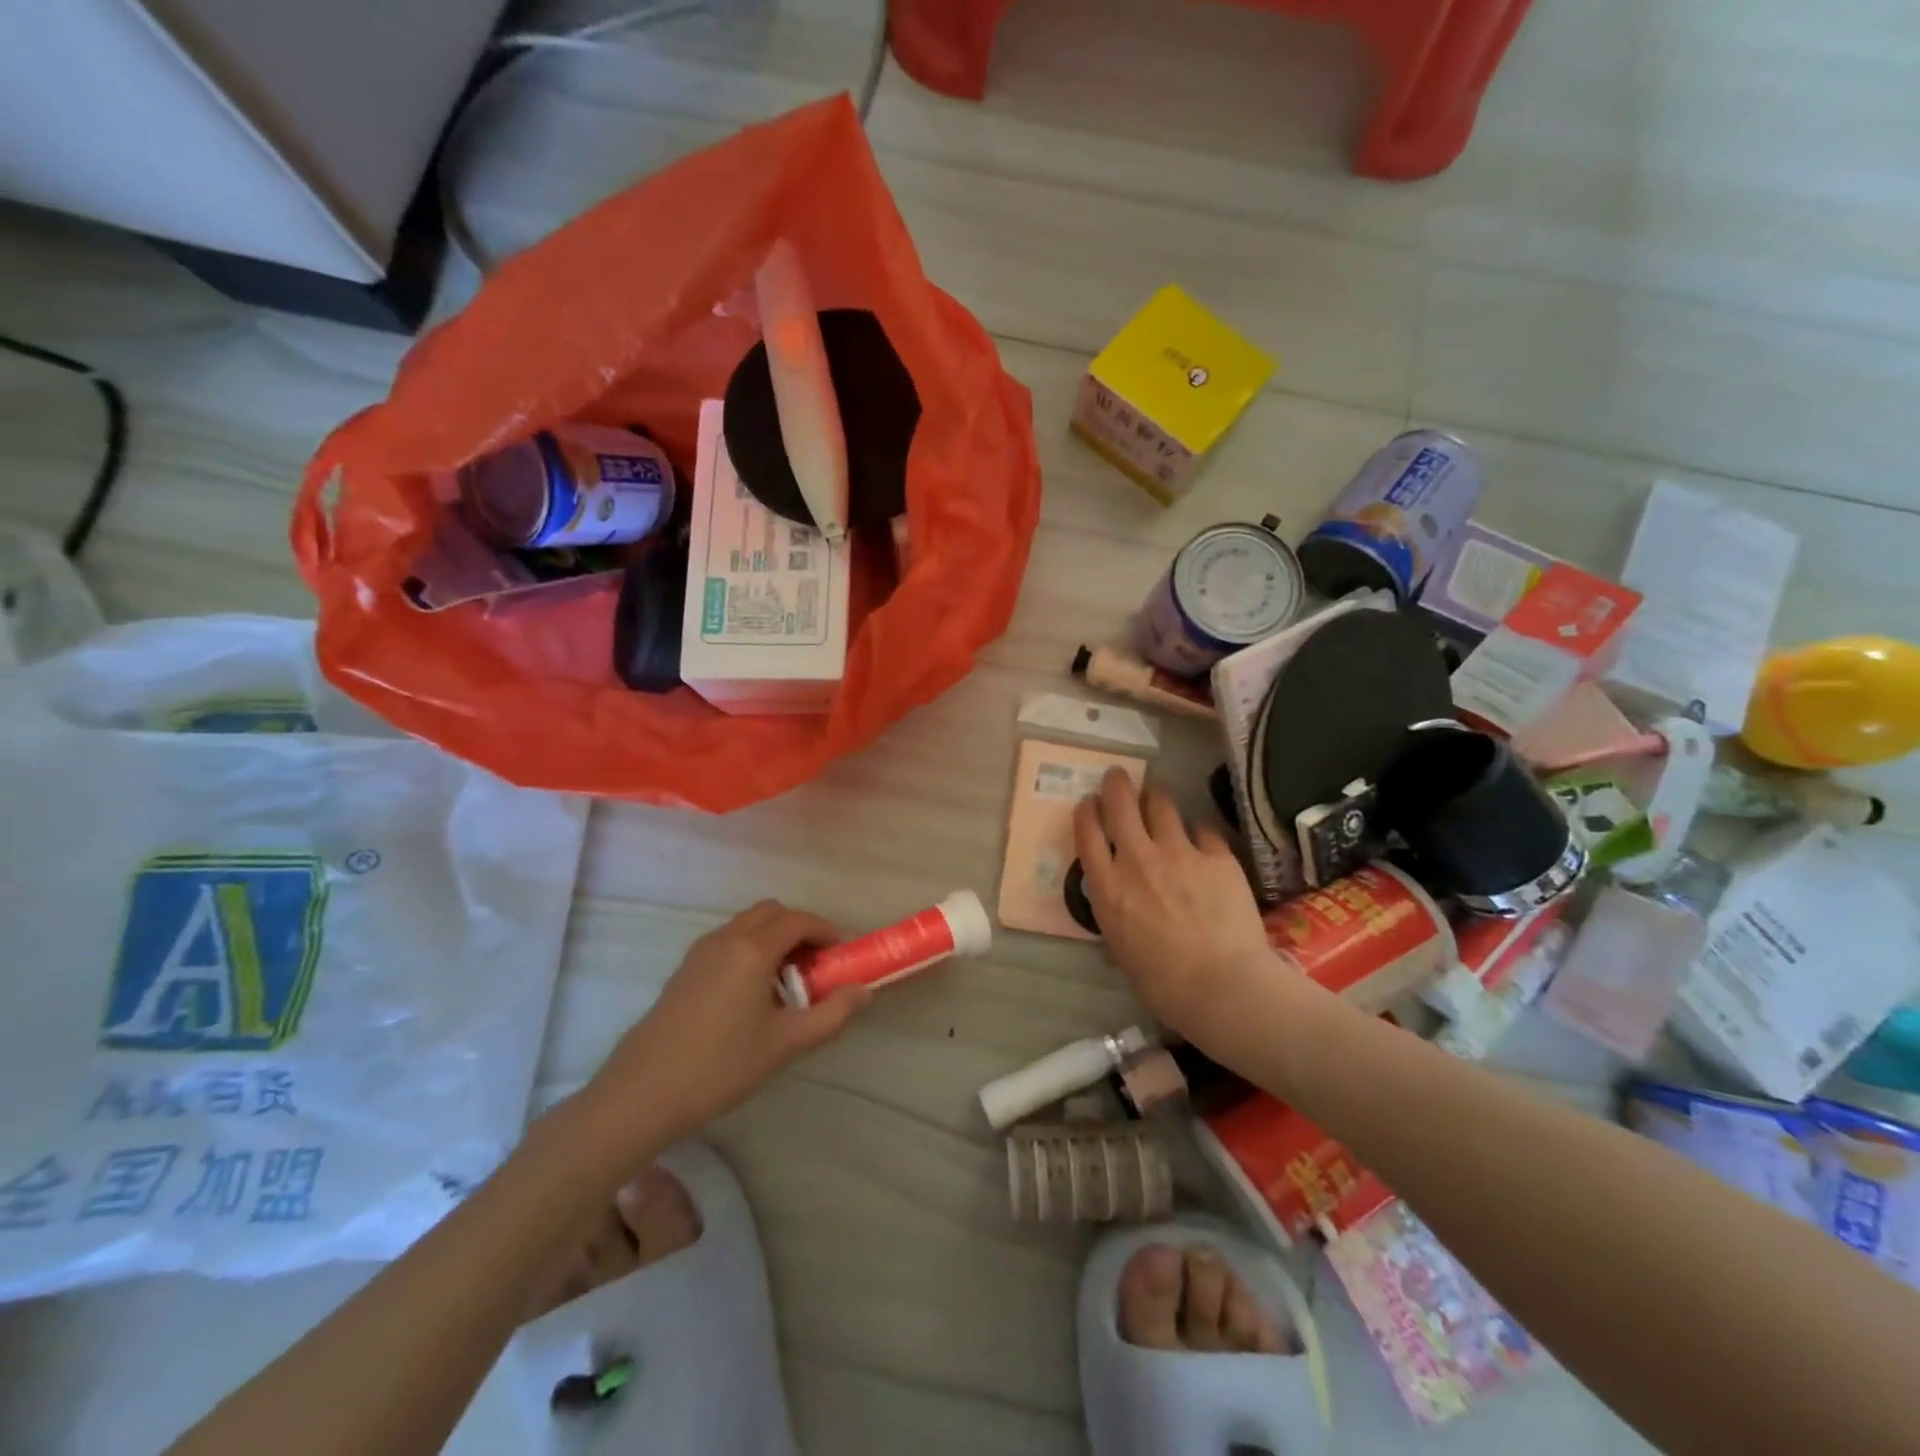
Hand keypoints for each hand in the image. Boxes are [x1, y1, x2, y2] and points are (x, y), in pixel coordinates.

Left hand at [580, 901, 870, 1155]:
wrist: (642, 1093)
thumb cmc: (721, 1066)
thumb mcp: (786, 1044)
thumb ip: (832, 1014)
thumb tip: (862, 991)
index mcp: (752, 949)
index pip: (798, 920)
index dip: (826, 931)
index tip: (842, 955)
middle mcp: (726, 938)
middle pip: (771, 913)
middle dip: (799, 929)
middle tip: (815, 966)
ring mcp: (700, 952)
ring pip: (747, 925)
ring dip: (773, 939)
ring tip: (786, 983)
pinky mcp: (684, 970)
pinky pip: (728, 942)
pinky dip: (750, 949)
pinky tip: (752, 995)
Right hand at [1073, 769, 1276, 1043]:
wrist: (1222, 986)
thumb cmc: (1163, 984)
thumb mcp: (1121, 951)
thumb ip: (1116, 918)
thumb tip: (1118, 910)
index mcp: (1109, 887)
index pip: (1087, 832)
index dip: (1086, 811)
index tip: (1089, 803)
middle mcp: (1138, 860)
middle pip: (1120, 804)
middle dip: (1116, 784)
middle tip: (1118, 777)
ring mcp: (1180, 853)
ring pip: (1162, 805)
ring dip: (1155, 797)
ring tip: (1157, 798)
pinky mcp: (1217, 856)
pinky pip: (1204, 831)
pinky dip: (1199, 833)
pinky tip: (1202, 840)